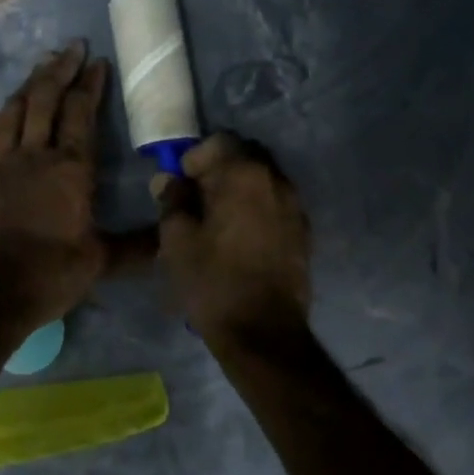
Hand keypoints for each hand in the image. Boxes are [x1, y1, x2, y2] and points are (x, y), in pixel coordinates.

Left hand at [0, 41, 119, 328]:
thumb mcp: (101, 262)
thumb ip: (137, 246)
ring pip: (14, 110)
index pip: (81, 113)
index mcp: (70, 169)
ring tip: (41, 65)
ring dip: (29, 84)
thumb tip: (172, 240)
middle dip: (60, 69)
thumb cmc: (49, 274)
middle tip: (71, 46)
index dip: (90, 84)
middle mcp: (34, 155)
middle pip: (45, 99)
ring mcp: (0, 164)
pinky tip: (6, 111)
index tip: (97, 61)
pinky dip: (2, 116)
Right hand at [152, 133, 311, 346]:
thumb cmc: (213, 281)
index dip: (196, 157)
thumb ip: (172, 200)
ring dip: (240, 188)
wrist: (263, 332)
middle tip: (198, 198)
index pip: (220, 141)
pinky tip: (242, 237)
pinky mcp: (304, 230)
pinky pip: (276, 203)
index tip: (181, 183)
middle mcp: (276, 180)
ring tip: (219, 219)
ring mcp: (295, 205)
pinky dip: (258, 208)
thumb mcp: (177, 240)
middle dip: (220, 169)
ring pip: (263, 179)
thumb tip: (169, 180)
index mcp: (244, 174)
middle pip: (245, 156)